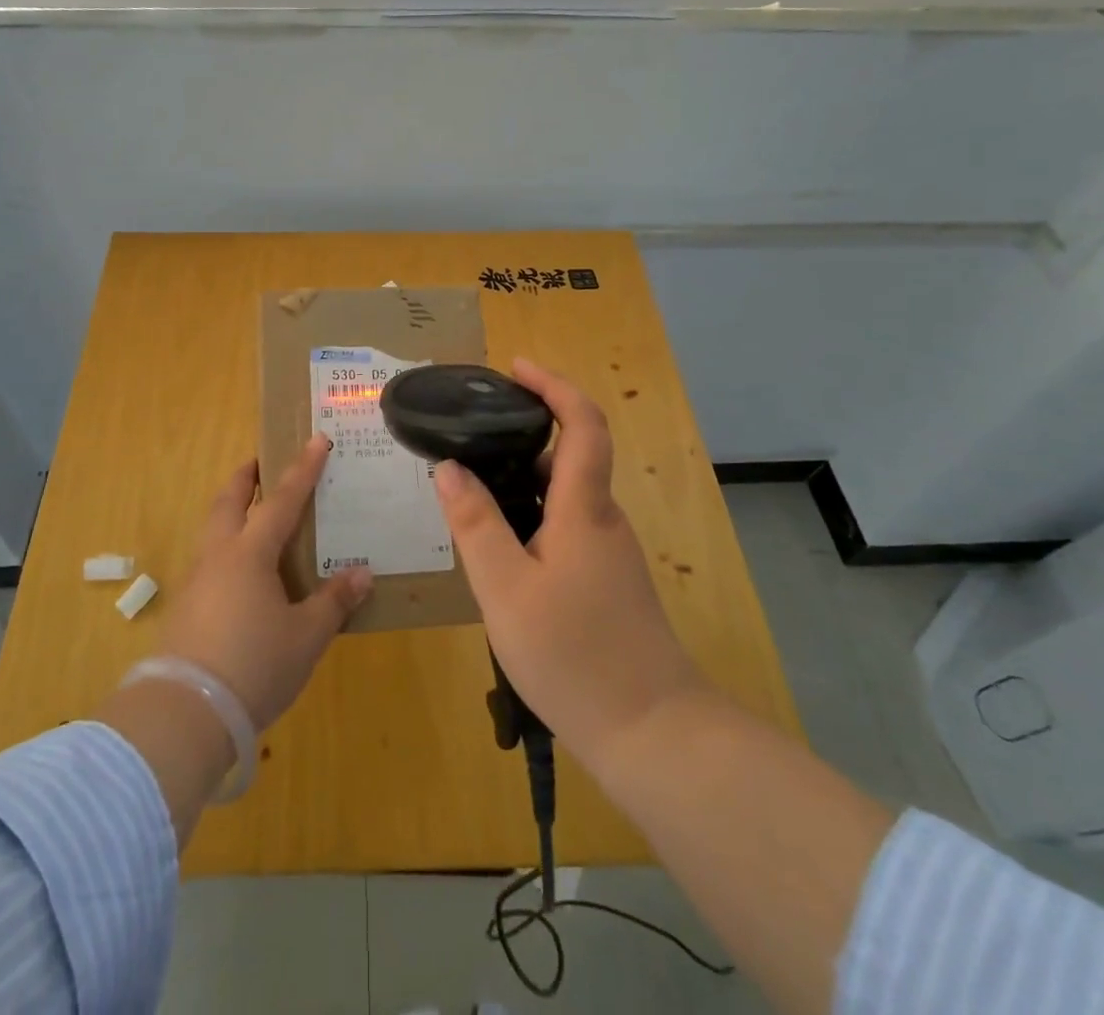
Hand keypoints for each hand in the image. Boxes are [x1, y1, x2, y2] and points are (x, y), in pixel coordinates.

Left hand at [157, 435, 373, 730]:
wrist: (185, 712)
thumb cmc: (254, 665)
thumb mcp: (306, 637)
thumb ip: (333, 602)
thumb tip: (361, 574)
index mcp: (250, 553)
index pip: (282, 500)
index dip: (302, 470)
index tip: (316, 440)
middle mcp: (219, 556)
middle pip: (229, 501)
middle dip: (246, 476)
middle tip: (260, 461)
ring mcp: (196, 580)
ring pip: (213, 529)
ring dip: (232, 510)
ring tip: (252, 513)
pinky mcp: (185, 607)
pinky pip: (209, 559)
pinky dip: (226, 546)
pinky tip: (241, 571)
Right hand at [433, 358, 705, 766]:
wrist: (653, 734)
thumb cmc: (575, 655)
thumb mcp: (505, 589)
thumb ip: (475, 523)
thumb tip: (450, 468)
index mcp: (584, 508)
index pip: (582, 423)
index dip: (553, 386)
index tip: (515, 368)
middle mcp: (603, 520)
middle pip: (570, 455)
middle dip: (525, 431)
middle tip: (470, 434)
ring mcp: (609, 553)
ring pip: (564, 495)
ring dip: (522, 478)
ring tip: (470, 489)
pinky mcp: (606, 582)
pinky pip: (565, 527)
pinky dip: (530, 515)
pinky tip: (498, 547)